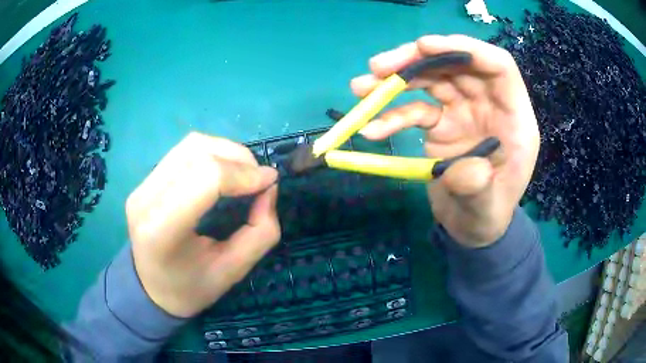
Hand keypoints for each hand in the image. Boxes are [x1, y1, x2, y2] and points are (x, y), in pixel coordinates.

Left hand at [126, 132, 279, 317]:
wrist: (151, 289)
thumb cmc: (190, 289)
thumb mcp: (232, 272)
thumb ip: (260, 233)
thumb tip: (269, 188)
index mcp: (161, 230)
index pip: (205, 178)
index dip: (243, 174)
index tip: (270, 182)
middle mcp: (145, 199)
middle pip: (197, 153)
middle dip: (238, 159)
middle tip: (260, 178)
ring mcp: (142, 186)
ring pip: (191, 145)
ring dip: (226, 151)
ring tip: (244, 172)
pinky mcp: (145, 180)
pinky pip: (183, 151)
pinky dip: (212, 153)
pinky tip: (223, 171)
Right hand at [351, 35, 539, 247]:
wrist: (470, 227)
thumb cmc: (487, 215)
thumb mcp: (487, 208)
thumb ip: (479, 189)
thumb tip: (464, 170)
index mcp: (512, 117)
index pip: (498, 66)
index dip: (466, 49)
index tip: (425, 46)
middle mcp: (488, 105)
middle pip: (456, 65)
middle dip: (417, 60)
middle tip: (378, 67)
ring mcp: (463, 111)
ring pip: (432, 79)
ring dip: (397, 79)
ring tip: (362, 86)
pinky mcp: (442, 124)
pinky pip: (416, 109)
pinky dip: (392, 115)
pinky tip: (371, 129)